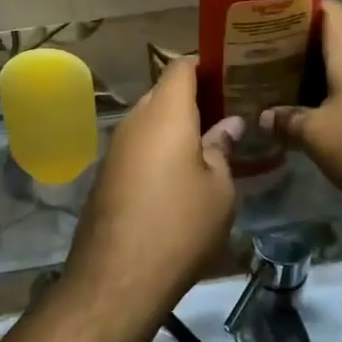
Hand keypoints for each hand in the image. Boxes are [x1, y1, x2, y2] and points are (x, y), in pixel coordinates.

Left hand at [65, 59, 241, 319]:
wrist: (117, 277)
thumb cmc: (180, 224)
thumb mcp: (219, 188)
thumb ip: (223, 147)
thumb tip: (229, 123)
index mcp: (165, 112)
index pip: (182, 66)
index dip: (207, 64)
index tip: (233, 73)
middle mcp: (135, 120)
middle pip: (165, 92)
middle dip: (195, 97)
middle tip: (230, 110)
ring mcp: (117, 146)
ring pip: (151, 119)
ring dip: (177, 124)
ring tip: (211, 140)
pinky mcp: (108, 173)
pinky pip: (139, 145)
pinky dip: (160, 147)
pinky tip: (182, 170)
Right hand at [262, 0, 341, 230]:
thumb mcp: (319, 138)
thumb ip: (288, 121)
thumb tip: (265, 116)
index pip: (326, 6)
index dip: (297, 11)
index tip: (270, 26)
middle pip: (341, 36)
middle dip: (308, 50)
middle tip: (276, 67)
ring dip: (334, 76)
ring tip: (303, 94)